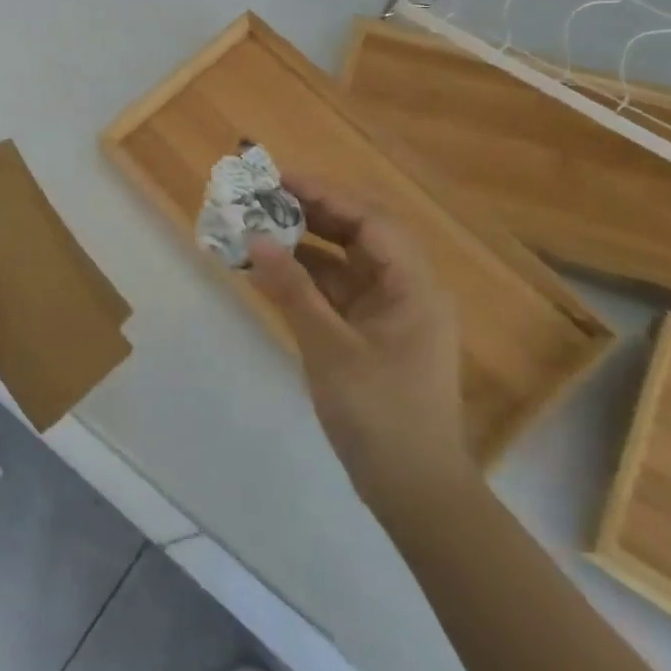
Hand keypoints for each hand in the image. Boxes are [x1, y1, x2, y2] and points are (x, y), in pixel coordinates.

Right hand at [246, 175, 468, 507]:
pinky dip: (305, 278)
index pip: (370, 220)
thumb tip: (256, 239)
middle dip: (312, 212)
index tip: (278, 180)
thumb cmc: (380, 415)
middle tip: (263, 198)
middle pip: (359, 232)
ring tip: (258, 227)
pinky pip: (336, 290)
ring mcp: (389, 311)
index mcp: (413, 286)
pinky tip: (269, 271)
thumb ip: (292, 290)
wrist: (414, 490)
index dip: (325, 194)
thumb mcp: (330, 348)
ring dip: (305, 244)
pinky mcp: (372, 332)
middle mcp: (406, 289)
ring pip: (345, 260)